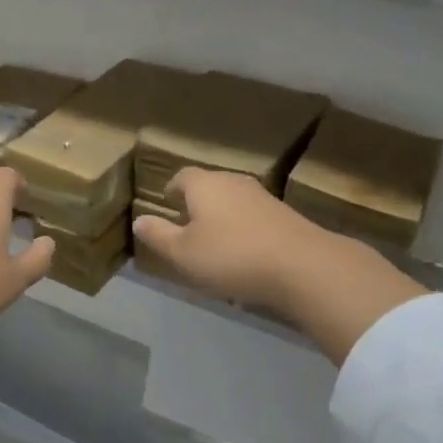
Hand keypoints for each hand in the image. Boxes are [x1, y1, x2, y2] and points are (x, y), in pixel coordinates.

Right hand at [132, 169, 425, 365]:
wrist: (303, 266)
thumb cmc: (231, 256)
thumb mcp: (183, 253)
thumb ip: (159, 236)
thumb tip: (139, 220)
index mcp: (204, 184)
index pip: (182, 177)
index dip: (172, 189)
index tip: (167, 202)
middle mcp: (233, 181)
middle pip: (209, 185)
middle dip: (197, 202)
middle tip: (187, 224)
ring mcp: (262, 196)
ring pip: (233, 200)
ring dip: (222, 216)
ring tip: (215, 241)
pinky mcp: (285, 214)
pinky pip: (254, 216)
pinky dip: (244, 228)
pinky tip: (245, 253)